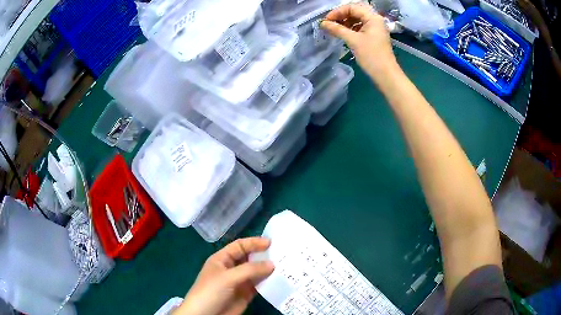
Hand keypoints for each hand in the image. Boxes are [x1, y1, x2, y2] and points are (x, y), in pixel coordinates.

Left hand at [174, 238, 273, 314]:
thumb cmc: (211, 291)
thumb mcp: (227, 277)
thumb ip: (249, 270)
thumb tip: (272, 264)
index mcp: (222, 259)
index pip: (239, 246)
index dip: (253, 243)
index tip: (271, 242)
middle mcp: (231, 269)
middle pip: (249, 258)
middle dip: (263, 255)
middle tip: (282, 253)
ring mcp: (239, 282)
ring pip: (256, 272)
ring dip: (267, 269)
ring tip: (285, 265)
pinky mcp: (246, 294)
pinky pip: (259, 285)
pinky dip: (268, 282)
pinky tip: (279, 280)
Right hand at [321, 4, 399, 85]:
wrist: (386, 75)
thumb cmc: (371, 56)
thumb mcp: (353, 40)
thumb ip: (337, 29)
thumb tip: (322, 23)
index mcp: (372, 17)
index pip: (352, 7)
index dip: (337, 12)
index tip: (326, 21)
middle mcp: (375, 19)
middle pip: (355, 11)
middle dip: (341, 16)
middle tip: (329, 23)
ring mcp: (375, 28)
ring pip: (357, 19)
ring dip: (345, 22)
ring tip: (334, 29)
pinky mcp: (374, 36)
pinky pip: (360, 27)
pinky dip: (350, 28)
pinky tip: (342, 34)